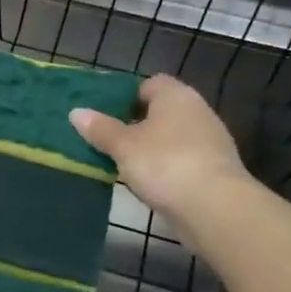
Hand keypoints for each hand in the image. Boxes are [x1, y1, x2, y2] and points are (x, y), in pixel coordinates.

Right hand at [71, 74, 250, 221]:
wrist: (214, 207)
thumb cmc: (163, 164)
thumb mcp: (123, 146)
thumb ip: (100, 129)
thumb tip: (76, 112)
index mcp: (176, 96)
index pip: (150, 84)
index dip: (127, 96)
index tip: (105, 115)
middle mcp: (197, 111)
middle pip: (161, 111)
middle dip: (135, 123)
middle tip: (108, 140)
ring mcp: (209, 140)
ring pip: (171, 136)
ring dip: (150, 147)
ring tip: (122, 163)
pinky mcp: (214, 168)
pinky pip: (182, 158)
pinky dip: (165, 166)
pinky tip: (148, 182)